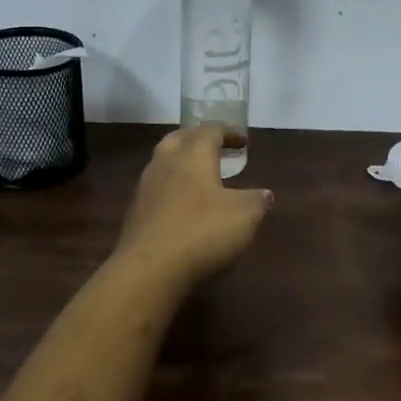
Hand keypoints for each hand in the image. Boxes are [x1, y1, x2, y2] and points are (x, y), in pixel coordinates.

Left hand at [112, 124, 272, 286]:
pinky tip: (182, 205)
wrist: (148, 269)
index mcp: (193, 155)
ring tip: (200, 177)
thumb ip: (256, 201)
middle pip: (179, 139)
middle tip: (214, 148)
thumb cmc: (202, 231)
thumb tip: (265, 194)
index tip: (242, 141)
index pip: (210, 131)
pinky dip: (171, 189)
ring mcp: (145, 188)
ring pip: (163, 162)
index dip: (228, 132)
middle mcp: (166, 163)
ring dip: (181, 163)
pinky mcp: (135, 213)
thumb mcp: (243, 216)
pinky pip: (156, 189)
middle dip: (197, 139)